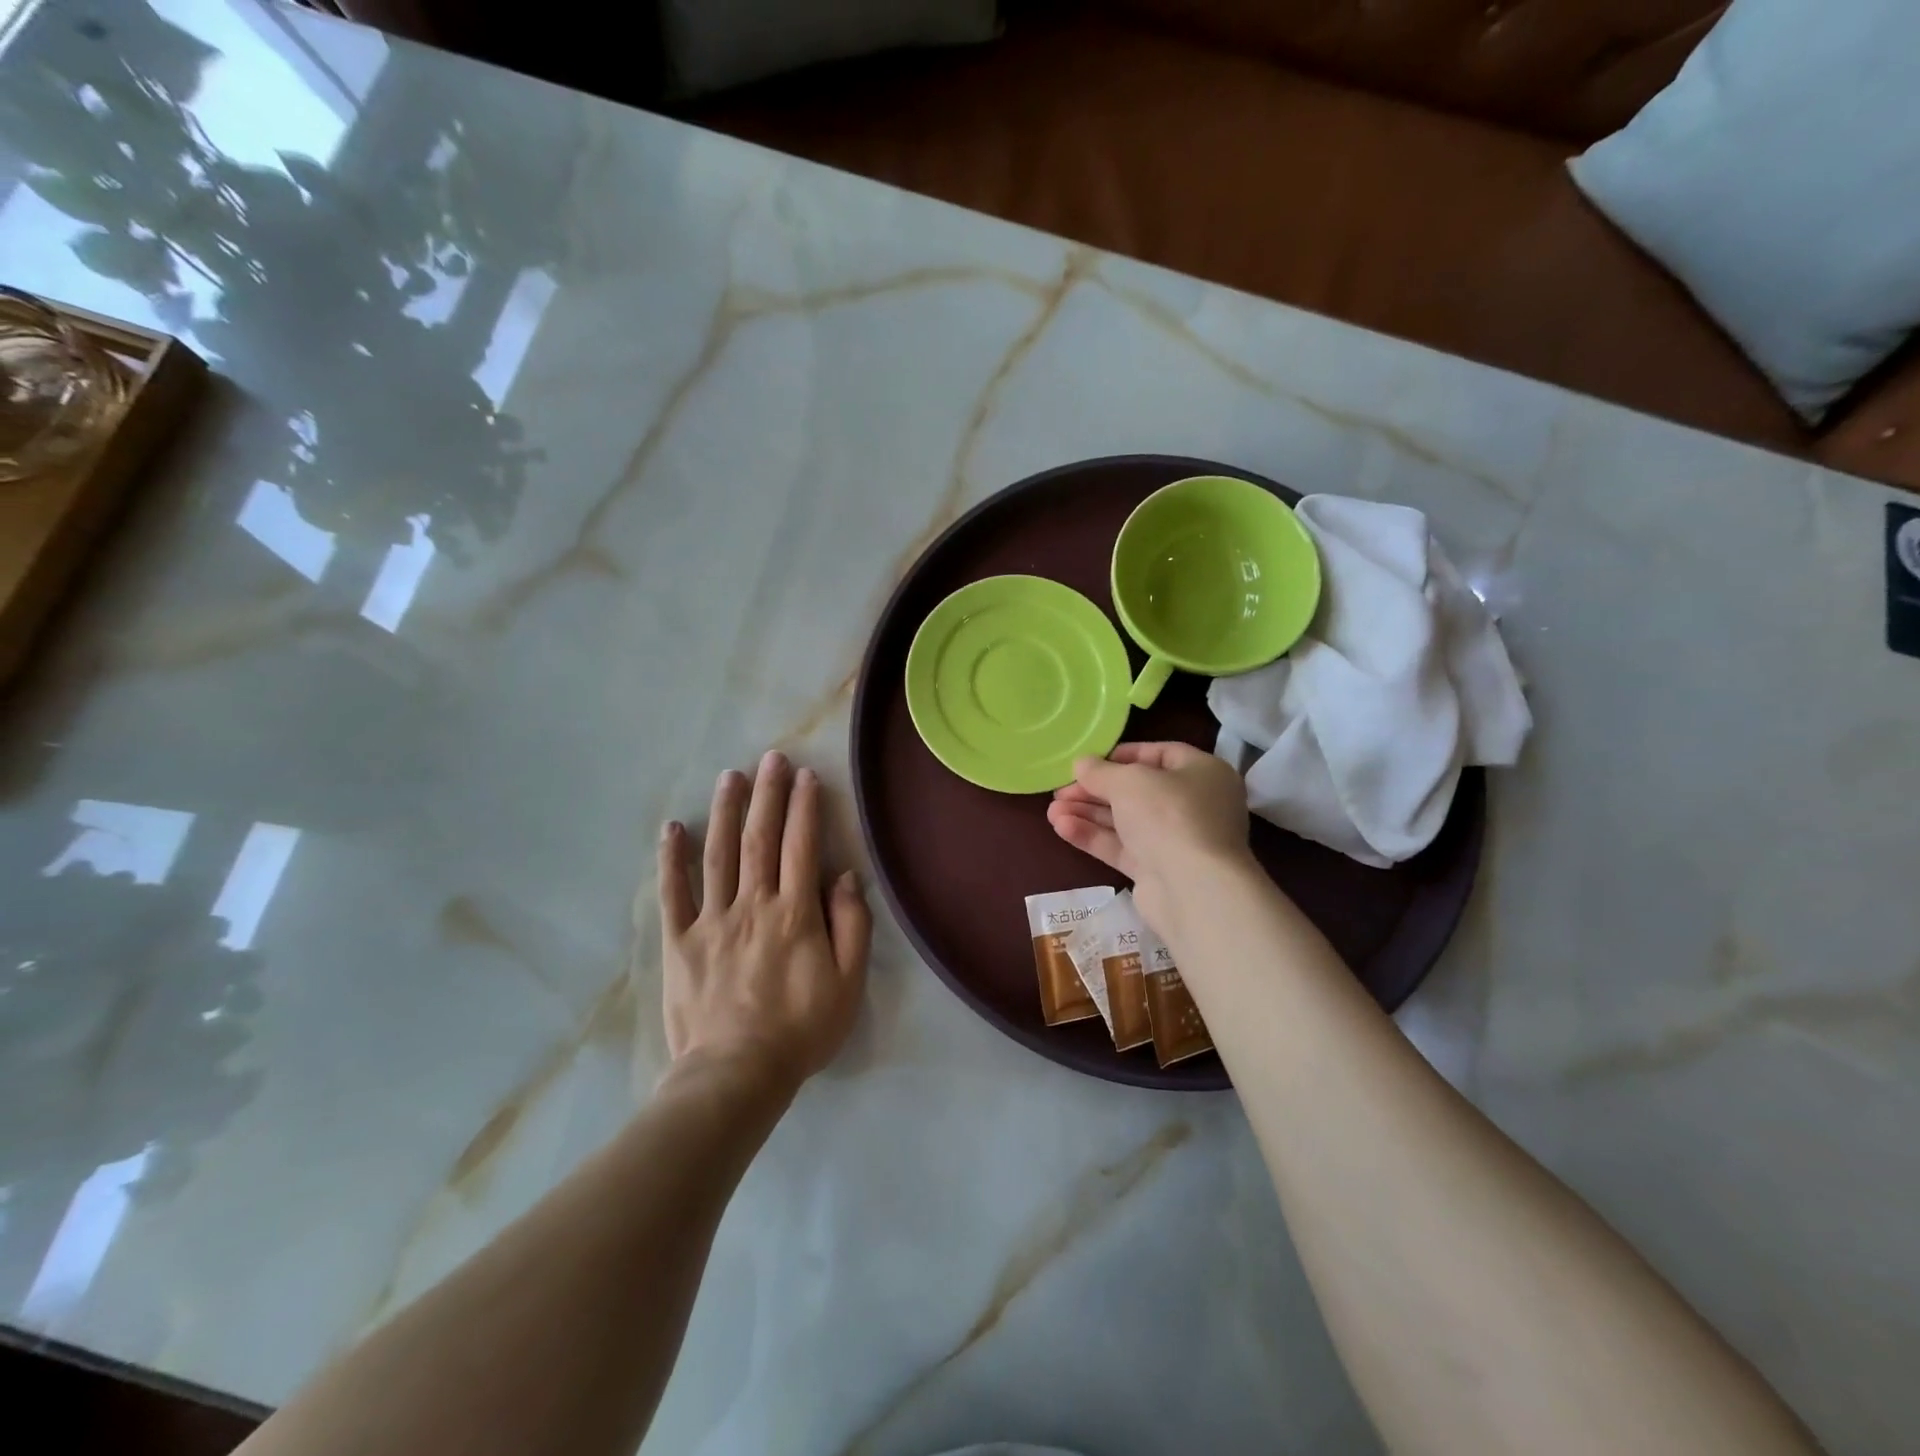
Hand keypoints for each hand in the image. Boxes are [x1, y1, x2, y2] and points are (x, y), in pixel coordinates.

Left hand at [658, 751, 871, 1094]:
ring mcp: (712, 920)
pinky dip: (672, 859)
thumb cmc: (801, 1029)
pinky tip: (673, 828)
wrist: (736, 1075)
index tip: (805, 775)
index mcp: (795, 913)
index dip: (804, 807)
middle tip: (770, 758)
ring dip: (725, 811)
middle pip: (760, 839)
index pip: (801, 846)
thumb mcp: (848, 983)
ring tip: (730, 777)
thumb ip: (851, 925)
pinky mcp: (680, 942)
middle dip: (767, 795)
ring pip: (718, 854)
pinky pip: (673, 893)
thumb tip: (844, 876)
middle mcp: (753, 904)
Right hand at [1046, 741, 1254, 930]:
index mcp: (1203, 773)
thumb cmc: (1169, 815)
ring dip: (1088, 813)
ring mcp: (1176, 840)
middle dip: (1095, 790)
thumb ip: (1100, 771)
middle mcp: (1194, 805)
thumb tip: (1081, 764)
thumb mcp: (1129, 781)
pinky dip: (1093, 836)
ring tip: (1052, 811)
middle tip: (1061, 790)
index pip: (1160, 754)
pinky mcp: (1158, 871)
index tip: (1089, 761)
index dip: (1122, 755)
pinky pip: (1122, 847)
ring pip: (1126, 821)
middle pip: (1137, 791)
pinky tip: (1061, 828)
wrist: (1193, 889)